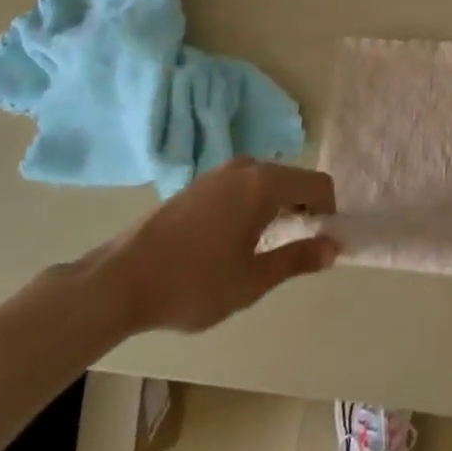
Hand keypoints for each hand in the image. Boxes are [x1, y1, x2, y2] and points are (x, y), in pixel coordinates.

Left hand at [101, 159, 337, 335]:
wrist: (118, 281)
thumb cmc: (193, 283)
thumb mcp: (252, 280)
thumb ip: (298, 259)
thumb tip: (334, 247)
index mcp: (265, 183)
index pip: (318, 184)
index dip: (328, 213)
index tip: (318, 245)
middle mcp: (246, 167)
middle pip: (293, 179)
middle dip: (302, 210)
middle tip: (291, 250)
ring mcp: (218, 172)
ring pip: (267, 182)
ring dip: (277, 208)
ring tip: (261, 248)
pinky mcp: (198, 184)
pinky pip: (243, 185)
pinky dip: (253, 205)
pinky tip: (231, 240)